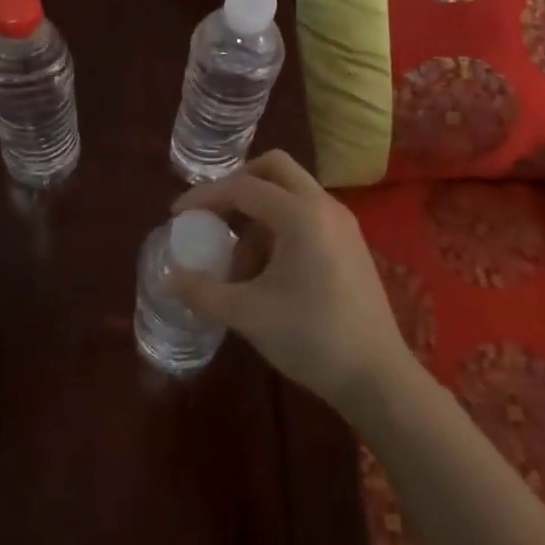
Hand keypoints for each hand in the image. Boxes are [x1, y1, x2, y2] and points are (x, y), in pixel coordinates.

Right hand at [169, 151, 410, 415]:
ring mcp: (342, 222)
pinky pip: (307, 212)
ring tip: (239, 258)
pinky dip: (280, 223)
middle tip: (213, 213)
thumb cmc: (311, 338)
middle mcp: (324, 206)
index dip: (205, 197)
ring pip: (291, 190)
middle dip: (237, 184)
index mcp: (301, 215)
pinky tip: (267, 268)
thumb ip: (203, 291)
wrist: (378, 377)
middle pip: (274, 168)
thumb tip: (167, 278)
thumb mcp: (248, 314)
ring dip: (259, 209)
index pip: (243, 188)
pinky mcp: (351, 242)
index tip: (178, 215)